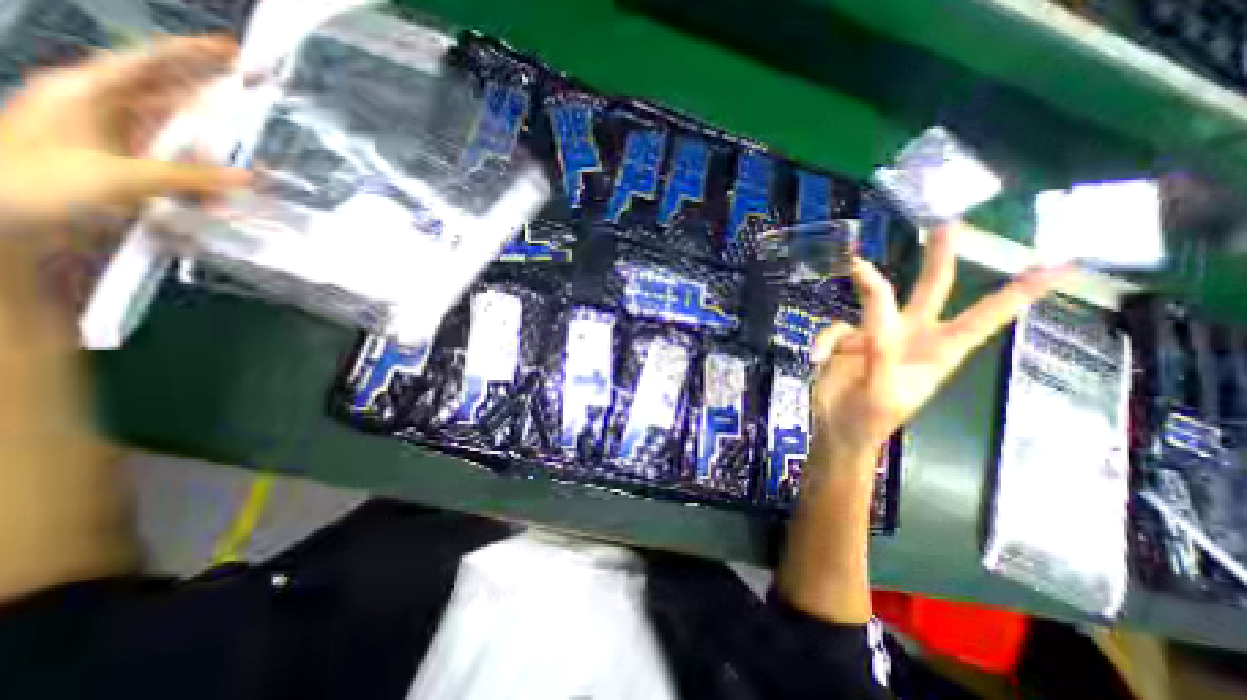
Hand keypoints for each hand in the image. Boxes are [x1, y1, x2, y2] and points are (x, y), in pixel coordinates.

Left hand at [0, 35, 248, 225]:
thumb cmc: (35, 183)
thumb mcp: (118, 178)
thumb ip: (189, 177)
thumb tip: (249, 177)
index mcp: (91, 93)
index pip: (151, 63)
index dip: (193, 53)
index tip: (234, 50)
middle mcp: (104, 106)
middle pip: (171, 90)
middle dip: (215, 91)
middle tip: (257, 88)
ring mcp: (114, 133)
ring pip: (178, 130)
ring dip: (212, 149)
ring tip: (236, 174)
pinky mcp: (123, 158)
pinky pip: (175, 158)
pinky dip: (199, 173)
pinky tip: (214, 196)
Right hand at [814, 224, 1065, 458]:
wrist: (835, 429)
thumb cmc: (870, 420)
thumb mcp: (882, 391)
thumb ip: (882, 352)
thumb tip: (878, 315)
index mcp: (935, 353)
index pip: (982, 319)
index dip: (1016, 294)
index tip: (1058, 264)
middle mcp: (909, 337)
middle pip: (930, 291)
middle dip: (939, 259)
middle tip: (945, 226)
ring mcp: (875, 335)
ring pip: (873, 298)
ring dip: (864, 281)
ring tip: (852, 264)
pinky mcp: (846, 340)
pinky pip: (836, 327)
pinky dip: (825, 340)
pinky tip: (817, 358)